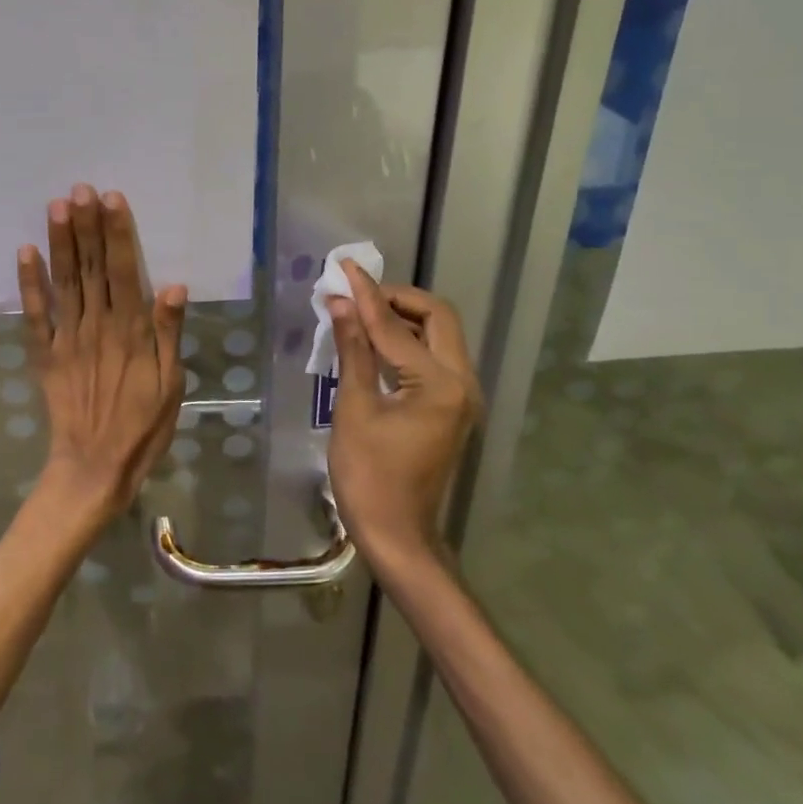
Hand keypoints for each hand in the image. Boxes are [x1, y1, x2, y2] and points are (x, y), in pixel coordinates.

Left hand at [17, 184, 187, 526]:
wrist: (95, 466)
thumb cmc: (143, 426)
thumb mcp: (171, 384)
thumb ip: (169, 332)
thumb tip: (172, 284)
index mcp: (130, 330)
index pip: (123, 270)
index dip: (117, 232)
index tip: (110, 198)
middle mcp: (97, 324)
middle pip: (90, 266)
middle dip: (86, 225)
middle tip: (79, 188)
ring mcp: (67, 337)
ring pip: (64, 281)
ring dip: (60, 242)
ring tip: (56, 206)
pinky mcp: (44, 354)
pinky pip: (35, 314)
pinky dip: (29, 283)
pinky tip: (25, 252)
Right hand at [326, 261, 481, 560]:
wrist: (397, 535)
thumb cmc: (368, 476)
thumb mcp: (354, 409)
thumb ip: (353, 350)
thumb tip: (339, 303)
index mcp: (439, 385)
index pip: (397, 326)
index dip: (366, 295)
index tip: (345, 268)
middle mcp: (462, 383)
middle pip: (438, 318)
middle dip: (398, 298)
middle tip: (358, 294)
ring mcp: (463, 397)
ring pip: (441, 335)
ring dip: (405, 317)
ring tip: (361, 312)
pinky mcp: (453, 407)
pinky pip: (435, 358)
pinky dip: (408, 341)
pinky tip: (377, 342)